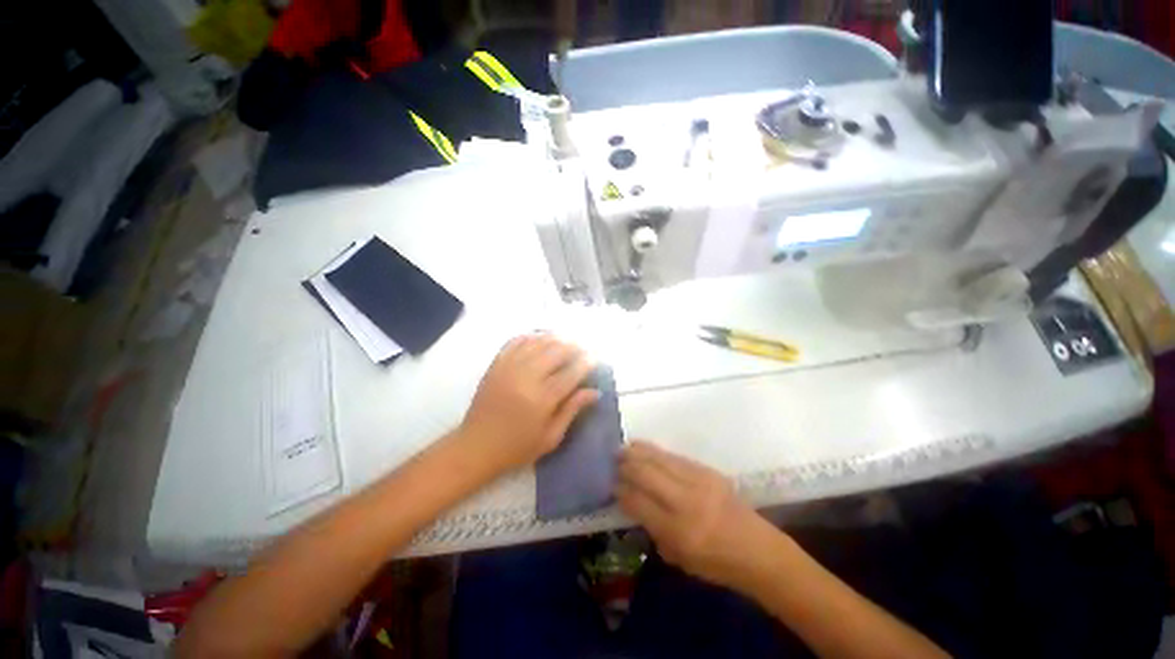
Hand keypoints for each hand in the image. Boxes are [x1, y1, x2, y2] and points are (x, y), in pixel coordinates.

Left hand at [457, 334, 597, 476]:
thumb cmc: (518, 447)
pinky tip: (539, 339)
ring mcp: (509, 368)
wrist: (476, 447)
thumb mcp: (551, 437)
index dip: (586, 363)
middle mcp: (526, 378)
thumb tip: (595, 392)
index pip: (571, 373)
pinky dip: (530, 337)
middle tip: (582, 349)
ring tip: (565, 341)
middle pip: (556, 351)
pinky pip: (515, 342)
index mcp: (542, 399)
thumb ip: (572, 410)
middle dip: (573, 346)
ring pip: (537, 342)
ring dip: (555, 338)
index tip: (595, 358)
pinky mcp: (496, 365)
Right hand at [617, 441, 785, 589]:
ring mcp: (700, 482)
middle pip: (646, 474)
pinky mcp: (708, 471)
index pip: (638, 502)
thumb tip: (631, 500)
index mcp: (678, 531)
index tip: (610, 483)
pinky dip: (655, 451)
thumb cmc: (716, 564)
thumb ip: (652, 528)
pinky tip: (644, 448)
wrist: (758, 550)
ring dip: (638, 451)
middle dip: (626, 465)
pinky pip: (675, 457)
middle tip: (612, 460)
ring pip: (660, 459)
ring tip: (623, 448)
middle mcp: (687, 502)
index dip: (621, 490)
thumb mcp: (678, 557)